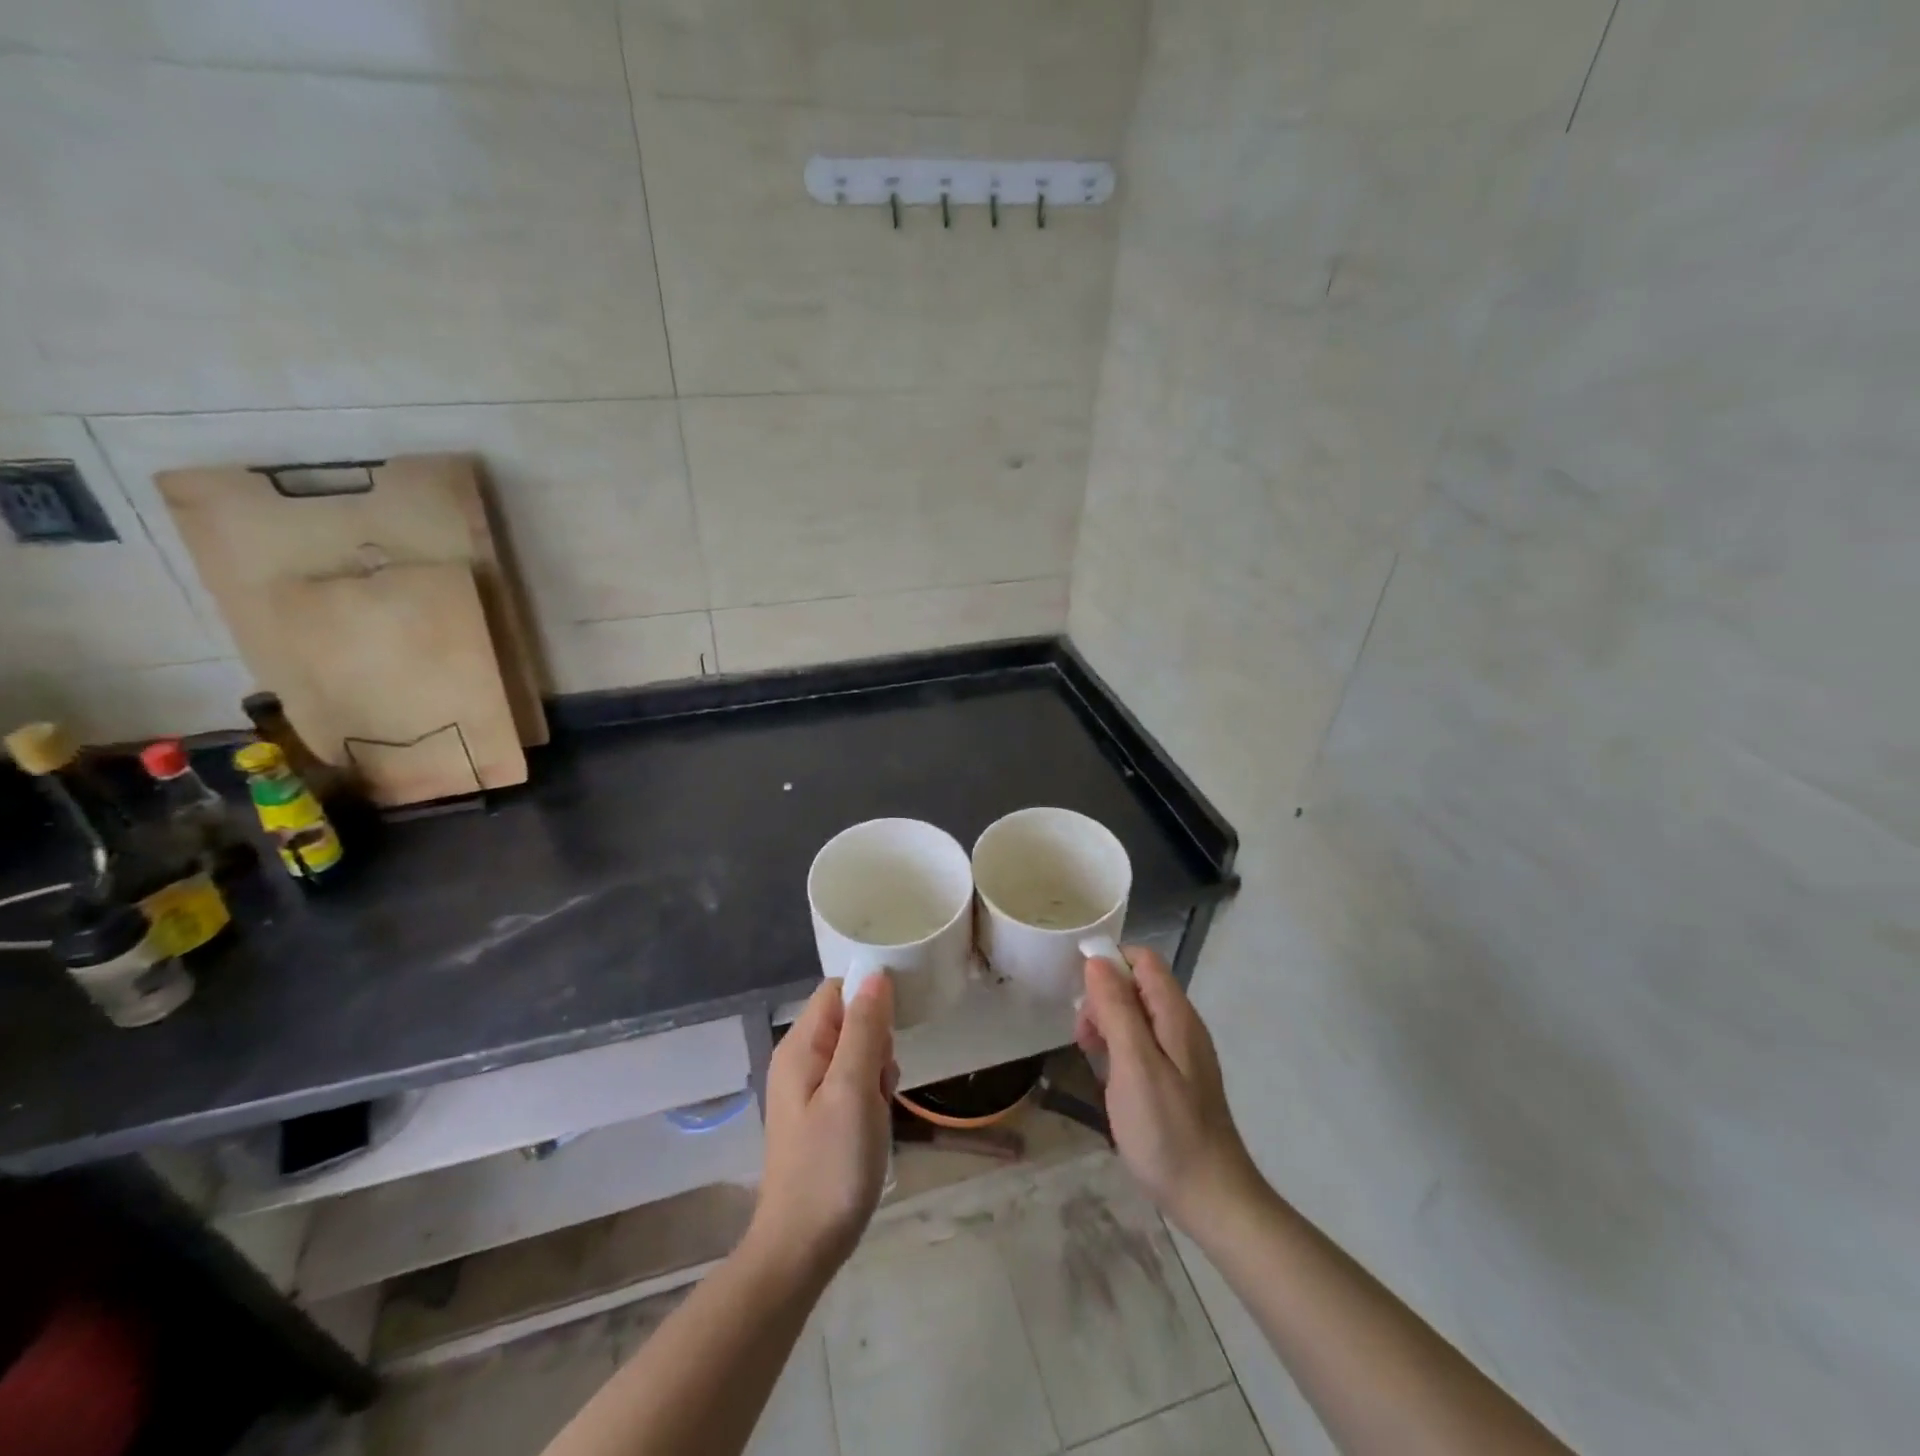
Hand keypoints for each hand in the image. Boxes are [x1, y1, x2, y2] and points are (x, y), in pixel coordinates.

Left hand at [750, 973, 897, 1276]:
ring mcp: (808, 1089)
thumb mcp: (853, 1090)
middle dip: (877, 1043)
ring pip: (857, 1052)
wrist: (801, 1249)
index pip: (838, 990)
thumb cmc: (830, 1165)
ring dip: (877, 1072)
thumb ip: (864, 1029)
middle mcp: (799, 1059)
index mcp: (800, 1046)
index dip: (869, 998)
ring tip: (877, 1110)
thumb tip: (875, 974)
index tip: (893, 1029)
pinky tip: (874, 1124)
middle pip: (850, 1020)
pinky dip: (871, 1095)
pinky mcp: (820, 1114)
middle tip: (881, 1083)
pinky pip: (853, 1082)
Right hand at [1076, 947, 1259, 1235]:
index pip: (1143, 959)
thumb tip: (1097, 961)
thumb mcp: (1134, 1065)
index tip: (1081, 996)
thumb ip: (1117, 1009)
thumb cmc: (1167, 1131)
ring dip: (1108, 1024)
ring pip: (1137, 1014)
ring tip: (1091, 1057)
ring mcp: (1182, 1052)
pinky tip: (1109, 1077)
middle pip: (1137, 985)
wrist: (1212, 1198)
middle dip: (1103, 998)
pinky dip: (1120, 1047)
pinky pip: (1143, 1042)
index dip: (1109, 965)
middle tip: (1084, 1038)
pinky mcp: (1178, 1077)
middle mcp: (1182, 1025)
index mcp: (1175, 1015)